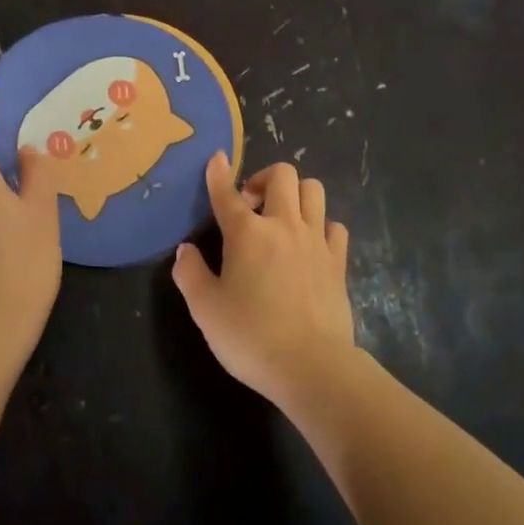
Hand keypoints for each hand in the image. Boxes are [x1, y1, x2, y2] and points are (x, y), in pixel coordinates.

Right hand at [171, 153, 355, 401]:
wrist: (311, 366)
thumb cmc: (250, 337)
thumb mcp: (205, 309)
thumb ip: (189, 273)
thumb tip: (185, 250)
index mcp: (246, 234)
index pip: (227, 194)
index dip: (219, 174)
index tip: (217, 158)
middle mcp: (283, 225)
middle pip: (282, 175)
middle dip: (263, 178)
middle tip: (251, 205)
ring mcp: (316, 240)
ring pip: (313, 190)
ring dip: (296, 194)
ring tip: (282, 217)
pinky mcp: (338, 261)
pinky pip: (334, 226)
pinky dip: (321, 226)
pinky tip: (310, 245)